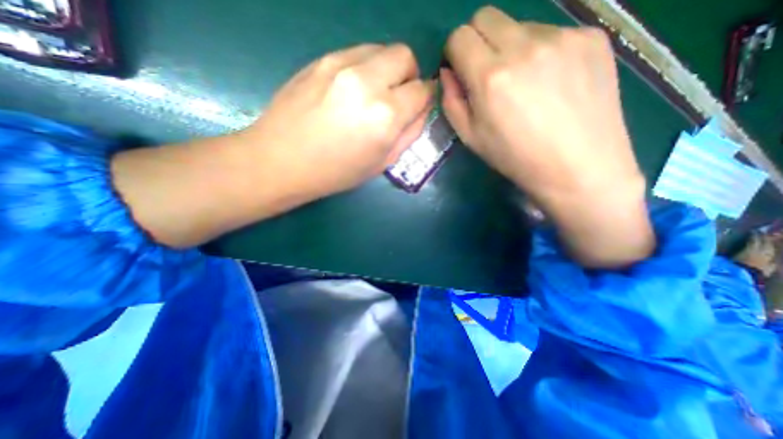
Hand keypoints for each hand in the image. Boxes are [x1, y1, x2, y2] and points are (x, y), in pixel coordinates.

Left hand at [239, 44, 433, 200]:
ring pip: (381, 49)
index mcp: (385, 116)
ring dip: (387, 70)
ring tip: (374, 95)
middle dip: (410, 76)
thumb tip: (420, 111)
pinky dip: (366, 67)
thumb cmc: (336, 172)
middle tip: (399, 97)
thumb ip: (408, 134)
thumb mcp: (382, 163)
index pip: (421, 91)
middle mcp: (367, 82)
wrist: (282, 161)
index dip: (424, 99)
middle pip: (405, 57)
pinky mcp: (321, 60)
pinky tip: (353, 90)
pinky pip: (357, 53)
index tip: (417, 108)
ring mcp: (341, 65)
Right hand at [439, 6, 655, 267]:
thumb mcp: (471, 138)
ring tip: (524, 83)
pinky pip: (550, 33)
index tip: (460, 70)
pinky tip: (550, 82)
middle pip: (486, 16)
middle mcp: (524, 46)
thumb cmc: (516, 158)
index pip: (459, 37)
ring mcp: (562, 37)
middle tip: (485, 72)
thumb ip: (452, 101)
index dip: (454, 52)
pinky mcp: (591, 37)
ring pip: (519, 25)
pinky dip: (539, 51)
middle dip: (476, 40)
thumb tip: (449, 72)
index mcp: (491, 77)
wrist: (578, 167)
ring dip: (510, 48)